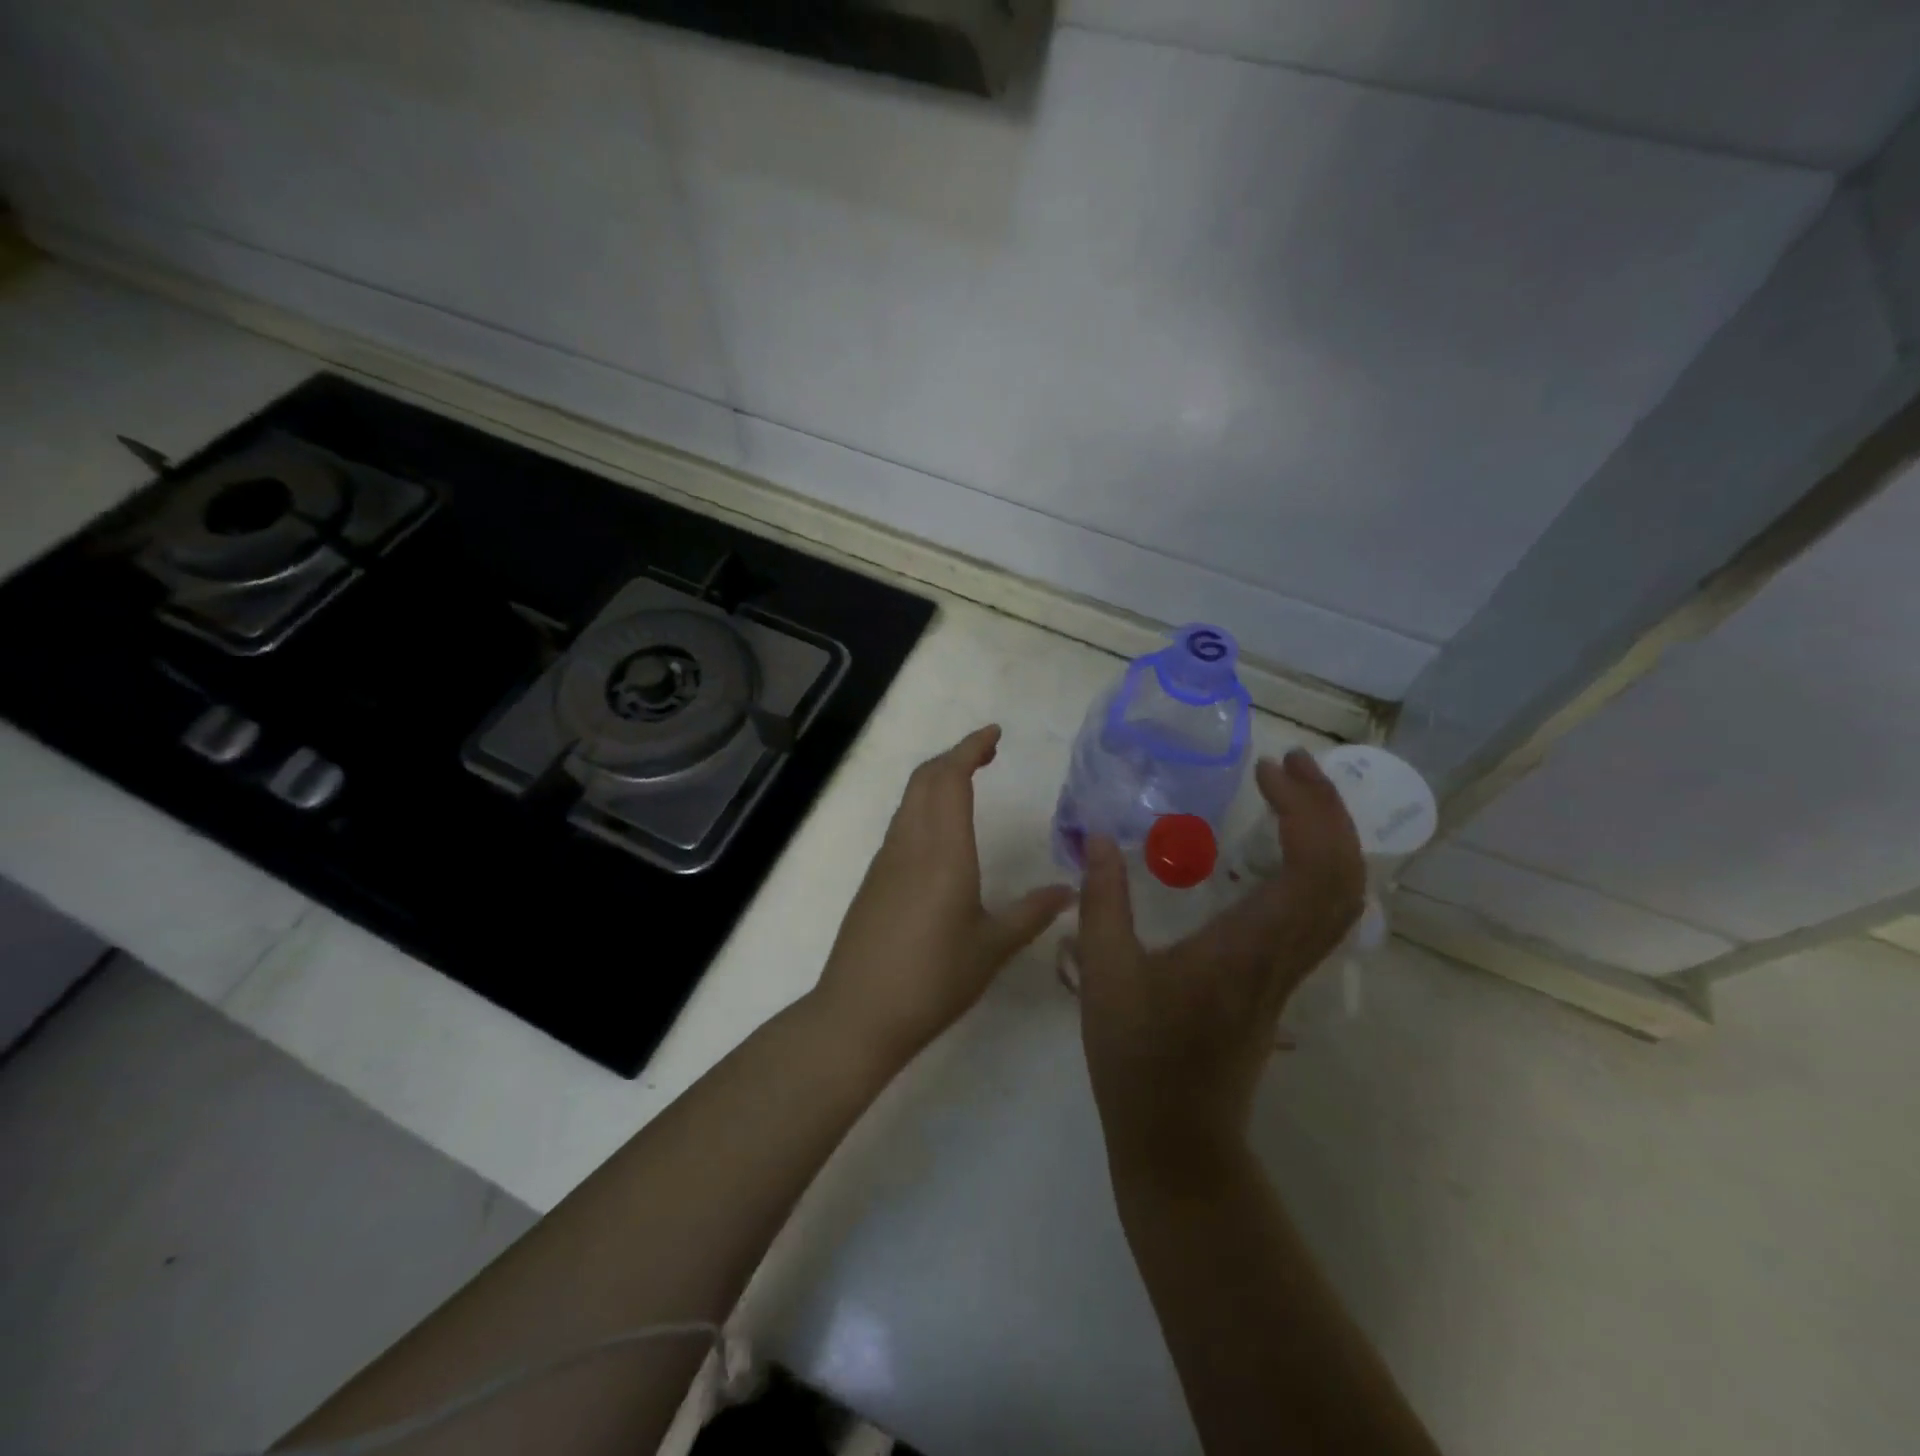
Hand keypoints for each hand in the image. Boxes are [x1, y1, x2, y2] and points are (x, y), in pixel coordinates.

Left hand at [814, 725, 1074, 1062]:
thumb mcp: (992, 948)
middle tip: (987, 753)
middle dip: (954, 756)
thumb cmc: (932, 980)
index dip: (969, 748)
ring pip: (910, 799)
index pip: (950, 779)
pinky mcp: (874, 879)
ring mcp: (886, 860)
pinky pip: (902, 824)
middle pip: (925, 779)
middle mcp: (910, 844)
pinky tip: (943, 832)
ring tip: (968, 783)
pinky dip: (924, 806)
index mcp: (943, 852)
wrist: (858, 1014)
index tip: (993, 733)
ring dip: (937, 780)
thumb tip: (1069, 889)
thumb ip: (1032, 913)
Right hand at [1077, 750, 1364, 1166]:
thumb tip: (1096, 834)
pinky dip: (1322, 867)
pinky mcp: (1283, 980)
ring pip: (1344, 896)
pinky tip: (1285, 850)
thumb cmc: (1138, 1057)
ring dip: (1332, 835)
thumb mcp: (1105, 973)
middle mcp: (1283, 955)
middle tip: (1290, 763)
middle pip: (1344, 875)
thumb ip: (1102, 899)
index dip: (1306, 810)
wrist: (1179, 1138)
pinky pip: (1325, 913)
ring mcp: (1290, 970)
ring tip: (1295, 793)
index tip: (1270, 769)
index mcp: (1246, 948)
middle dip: (1329, 809)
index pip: (1311, 869)